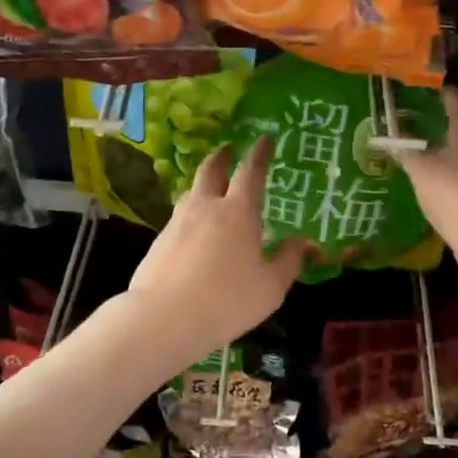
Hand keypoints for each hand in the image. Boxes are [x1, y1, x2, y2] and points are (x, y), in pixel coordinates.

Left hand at [127, 139, 303, 362]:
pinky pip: (179, 218)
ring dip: (204, 184)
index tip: (265, 139)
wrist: (164, 318)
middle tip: (228, 148)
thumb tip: (298, 242)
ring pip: (191, 193)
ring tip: (212, 189)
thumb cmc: (227, 301)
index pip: (251, 171)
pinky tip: (194, 230)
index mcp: (238, 212)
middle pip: (212, 170)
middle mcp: (206, 207)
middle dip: (222, 156)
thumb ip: (287, 261)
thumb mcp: (271, 288)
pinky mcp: (159, 242)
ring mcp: (177, 223)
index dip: (259, 153)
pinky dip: (191, 214)